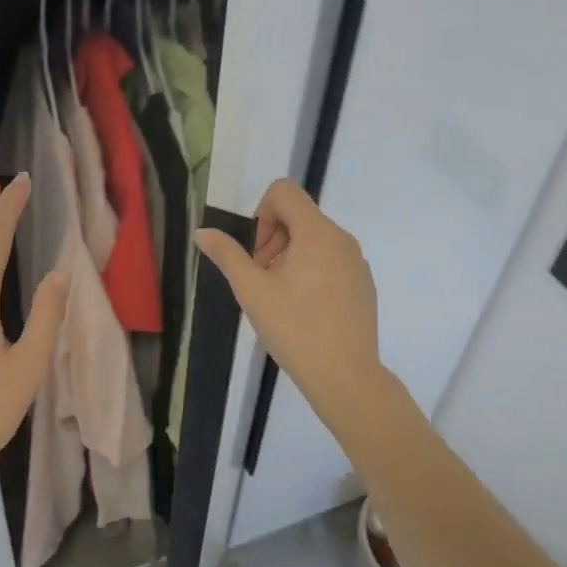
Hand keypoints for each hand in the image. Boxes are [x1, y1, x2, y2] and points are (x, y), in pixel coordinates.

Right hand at [194, 179, 384, 426]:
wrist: (345, 374)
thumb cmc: (294, 328)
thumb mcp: (252, 291)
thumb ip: (227, 255)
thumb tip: (203, 232)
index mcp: (317, 232)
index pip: (284, 192)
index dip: (260, 214)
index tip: (255, 254)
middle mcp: (342, 239)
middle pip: (299, 216)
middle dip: (271, 240)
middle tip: (259, 280)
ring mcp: (357, 263)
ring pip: (315, 241)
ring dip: (289, 258)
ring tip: (278, 299)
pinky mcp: (363, 285)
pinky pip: (331, 262)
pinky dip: (311, 273)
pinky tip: (303, 312)